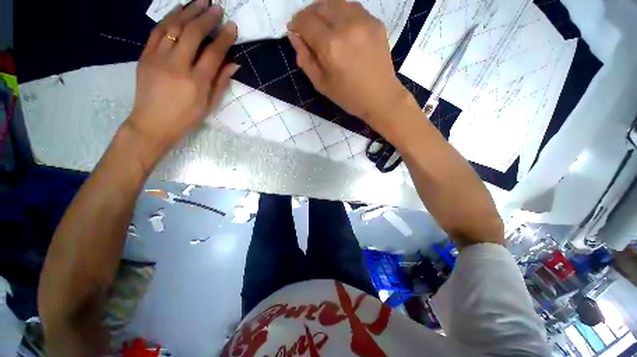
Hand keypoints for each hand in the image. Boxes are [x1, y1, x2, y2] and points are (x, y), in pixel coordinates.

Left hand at [126, 0, 238, 159]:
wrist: (153, 122)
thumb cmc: (186, 117)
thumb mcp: (209, 104)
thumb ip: (221, 82)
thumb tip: (234, 64)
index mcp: (197, 81)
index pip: (213, 53)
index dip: (224, 38)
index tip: (232, 27)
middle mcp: (177, 66)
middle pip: (192, 33)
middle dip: (207, 18)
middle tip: (217, 7)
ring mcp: (158, 58)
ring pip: (173, 27)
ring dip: (188, 11)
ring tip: (200, 1)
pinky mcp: (145, 55)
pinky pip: (157, 31)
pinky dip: (169, 18)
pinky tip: (179, 11)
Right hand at [287, 0, 409, 127]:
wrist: (380, 96)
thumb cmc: (348, 96)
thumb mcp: (321, 84)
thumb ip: (305, 59)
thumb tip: (294, 36)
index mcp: (330, 45)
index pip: (306, 21)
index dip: (296, 23)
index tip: (294, 29)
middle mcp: (346, 26)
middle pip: (320, 6)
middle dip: (308, 14)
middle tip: (306, 27)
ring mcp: (364, 21)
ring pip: (336, 2)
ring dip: (324, 10)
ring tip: (323, 25)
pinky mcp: (376, 22)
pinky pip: (353, 8)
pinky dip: (341, 13)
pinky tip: (341, 27)